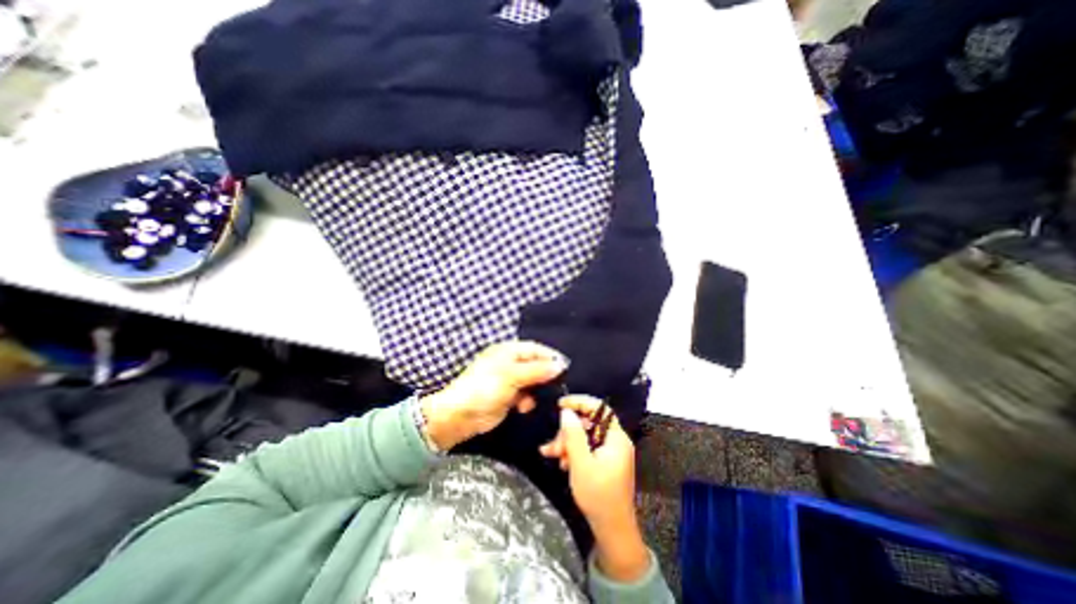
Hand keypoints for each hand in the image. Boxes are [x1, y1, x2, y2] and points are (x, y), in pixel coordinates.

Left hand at [421, 342, 565, 450]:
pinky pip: (525, 395)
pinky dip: (528, 400)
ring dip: (536, 390)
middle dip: (545, 376)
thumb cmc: (484, 389)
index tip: (565, 368)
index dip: (550, 357)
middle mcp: (510, 363)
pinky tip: (525, 407)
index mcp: (508, 351)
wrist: (459, 416)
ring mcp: (509, 380)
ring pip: (532, 381)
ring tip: (538, 398)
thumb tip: (560, 366)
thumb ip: (536, 370)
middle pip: (535, 365)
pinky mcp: (508, 396)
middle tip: (558, 386)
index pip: (535, 349)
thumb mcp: (511, 376)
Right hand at [542, 393, 651, 582]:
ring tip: (551, 454)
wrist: (612, 530)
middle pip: (589, 423)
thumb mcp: (581, 464)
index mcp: (616, 438)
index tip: (561, 404)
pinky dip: (573, 452)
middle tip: (553, 445)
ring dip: (567, 443)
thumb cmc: (598, 496)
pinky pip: (587, 448)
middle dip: (568, 431)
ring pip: (585, 436)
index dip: (580, 402)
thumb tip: (566, 412)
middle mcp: (615, 441)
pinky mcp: (604, 461)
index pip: (599, 408)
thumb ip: (574, 436)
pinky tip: (561, 462)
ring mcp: (610, 451)